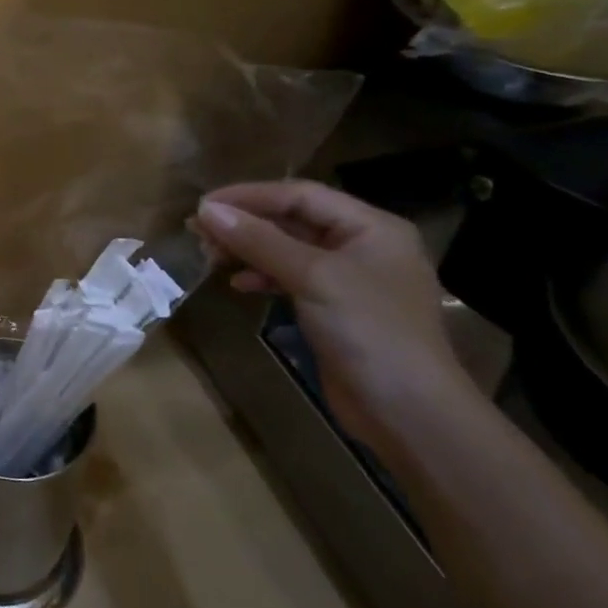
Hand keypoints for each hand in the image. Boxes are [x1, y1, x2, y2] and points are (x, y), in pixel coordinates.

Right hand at [193, 181, 479, 447]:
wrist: (408, 411)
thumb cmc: (369, 330)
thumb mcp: (312, 276)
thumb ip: (259, 240)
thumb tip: (207, 209)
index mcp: (371, 227)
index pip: (300, 195)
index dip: (249, 196)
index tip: (203, 205)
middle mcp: (363, 247)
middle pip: (294, 220)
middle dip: (246, 223)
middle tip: (199, 230)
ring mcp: (350, 281)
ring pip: (289, 250)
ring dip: (249, 249)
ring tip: (211, 254)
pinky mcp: (336, 311)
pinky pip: (292, 279)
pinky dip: (263, 277)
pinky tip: (238, 284)